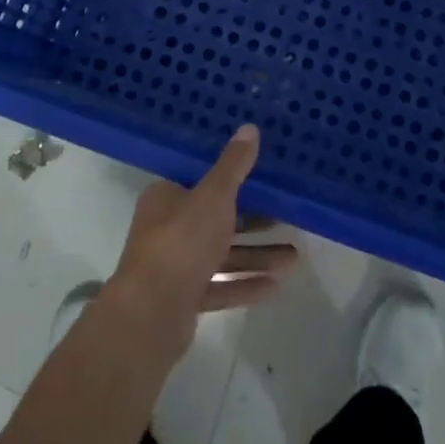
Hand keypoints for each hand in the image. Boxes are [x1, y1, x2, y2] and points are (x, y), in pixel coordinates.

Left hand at [103, 124, 297, 363]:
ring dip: (256, 256)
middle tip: (287, 219)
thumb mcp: (214, 196)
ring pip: (221, 255)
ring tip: (294, 259)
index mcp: (167, 197)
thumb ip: (234, 165)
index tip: (264, 178)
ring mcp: (174, 266)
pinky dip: (244, 285)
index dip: (232, 178)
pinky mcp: (183, 299)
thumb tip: (250, 127)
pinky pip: (220, 287)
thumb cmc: (181, 242)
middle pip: (216, 219)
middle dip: (253, 222)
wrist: (150, 316)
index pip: (202, 181)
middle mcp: (167, 228)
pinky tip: (275, 287)